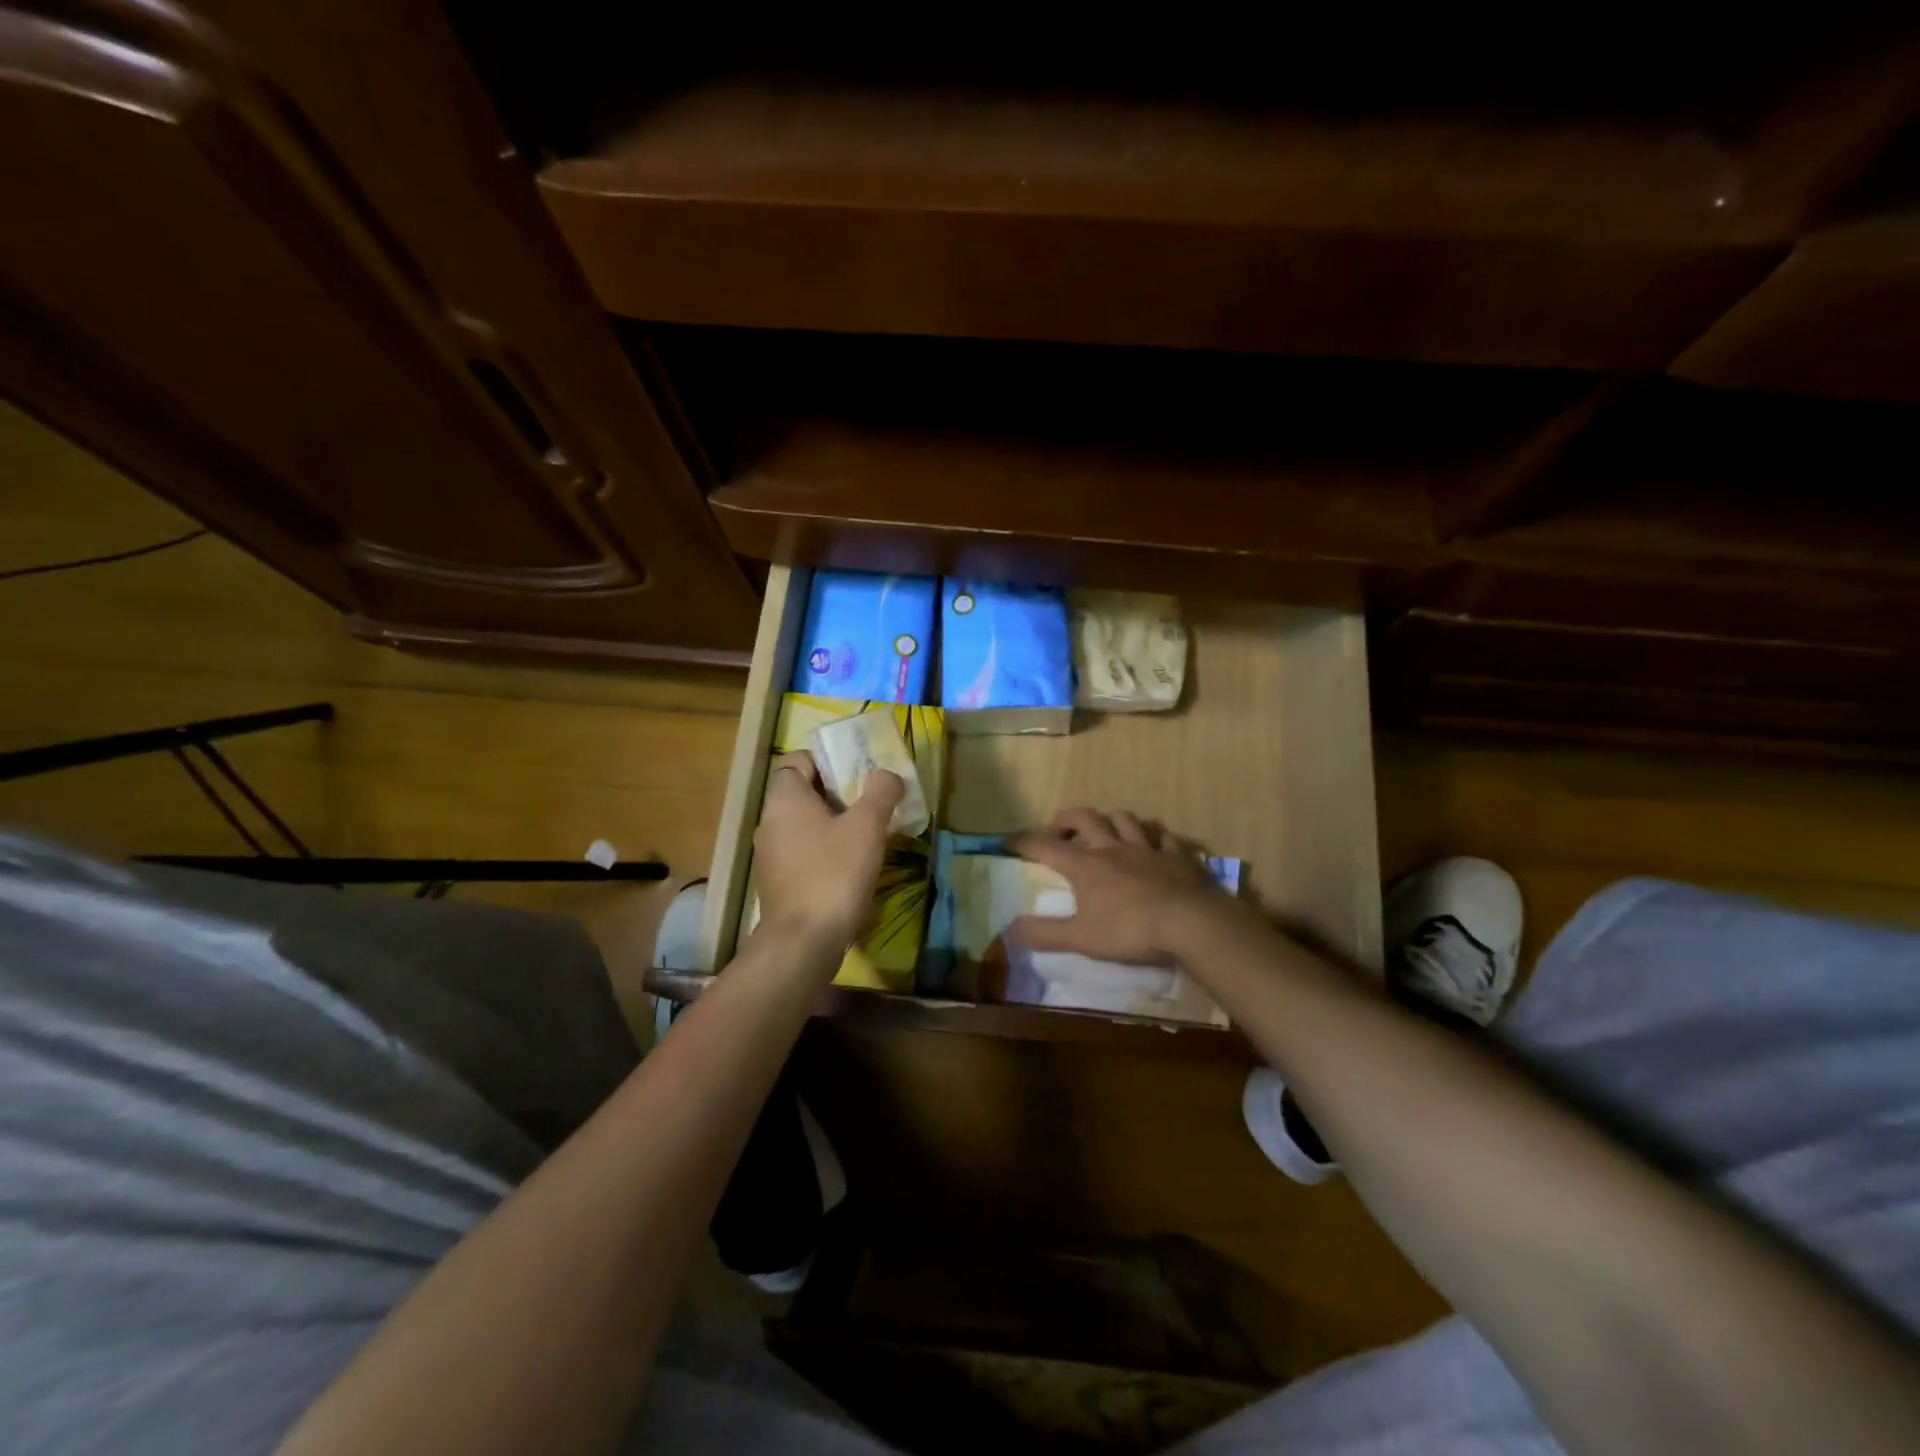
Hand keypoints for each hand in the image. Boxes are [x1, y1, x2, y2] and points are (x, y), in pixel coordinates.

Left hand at [753, 751, 903, 952]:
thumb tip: (887, 775)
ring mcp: (771, 854)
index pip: (798, 760)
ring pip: (805, 824)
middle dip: (839, 793)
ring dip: (835, 824)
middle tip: (872, 802)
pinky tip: (853, 865)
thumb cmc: (834, 873)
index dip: (828, 760)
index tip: (858, 772)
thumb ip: (880, 792)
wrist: (804, 941)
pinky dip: (826, 850)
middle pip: (804, 792)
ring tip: (869, 833)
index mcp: (785, 799)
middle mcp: (770, 821)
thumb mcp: (867, 826)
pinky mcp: (779, 882)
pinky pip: (804, 852)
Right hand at [1010, 808, 1239, 963]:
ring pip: (1124, 819)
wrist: (1190, 923)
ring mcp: (1147, 848)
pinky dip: (1154, 835)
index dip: (1024, 842)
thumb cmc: (1130, 931)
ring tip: (1106, 831)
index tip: (1009, 841)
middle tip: (1059, 831)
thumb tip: (1008, 930)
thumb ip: (1045, 934)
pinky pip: (1163, 835)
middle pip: (1085, 818)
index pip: (1045, 846)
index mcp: (1085, 866)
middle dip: (1067, 819)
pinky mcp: (1176, 855)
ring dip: (1110, 820)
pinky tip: (1154, 842)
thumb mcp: (1081, 939)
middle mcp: (1112, 847)